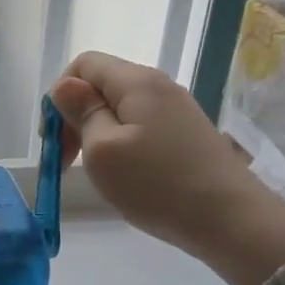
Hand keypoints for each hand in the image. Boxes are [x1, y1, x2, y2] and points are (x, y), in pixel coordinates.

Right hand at [49, 52, 284, 284]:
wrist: (231, 220)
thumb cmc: (157, 184)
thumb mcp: (102, 150)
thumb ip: (81, 112)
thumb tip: (65, 86)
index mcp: (136, 82)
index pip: (83, 65)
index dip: (60, 96)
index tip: (53, 138)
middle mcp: (159, 86)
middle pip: (102, 86)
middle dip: (75, 117)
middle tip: (66, 161)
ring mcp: (177, 110)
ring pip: (120, 109)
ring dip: (96, 134)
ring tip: (96, 171)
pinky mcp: (187, 134)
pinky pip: (140, 127)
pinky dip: (121, 145)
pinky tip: (125, 175)